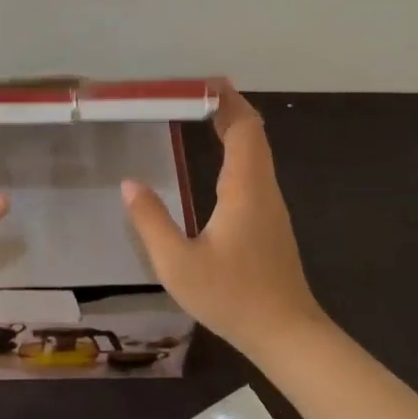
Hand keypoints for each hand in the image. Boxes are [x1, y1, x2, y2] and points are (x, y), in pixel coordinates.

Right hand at [121, 84, 328, 358]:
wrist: (288, 335)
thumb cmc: (233, 297)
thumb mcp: (178, 264)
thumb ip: (151, 221)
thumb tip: (129, 183)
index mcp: (244, 188)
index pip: (244, 128)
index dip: (226, 101)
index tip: (200, 83)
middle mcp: (263, 189)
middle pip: (252, 134)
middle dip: (226, 108)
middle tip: (190, 94)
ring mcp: (271, 206)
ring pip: (256, 153)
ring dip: (232, 129)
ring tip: (199, 117)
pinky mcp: (270, 223)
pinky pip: (253, 172)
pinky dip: (235, 152)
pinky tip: (214, 164)